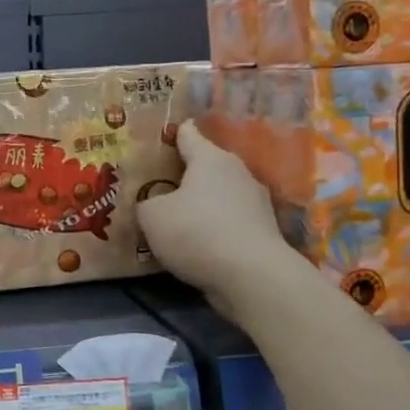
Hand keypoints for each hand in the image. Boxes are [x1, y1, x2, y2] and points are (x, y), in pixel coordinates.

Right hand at [138, 122, 299, 310]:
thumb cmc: (196, 231)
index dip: (171, 133)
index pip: (188, 135)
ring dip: (200, 203)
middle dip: (183, 173)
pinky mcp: (263, 232)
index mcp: (210, 158)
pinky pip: (229, 222)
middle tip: (157, 182)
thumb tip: (152, 204)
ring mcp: (256, 203)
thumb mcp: (152, 216)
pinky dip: (214, 228)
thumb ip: (146, 203)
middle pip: (205, 166)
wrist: (252, 276)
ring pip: (219, 195)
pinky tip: (196, 243)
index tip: (159, 134)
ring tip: (175, 217)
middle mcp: (237, 173)